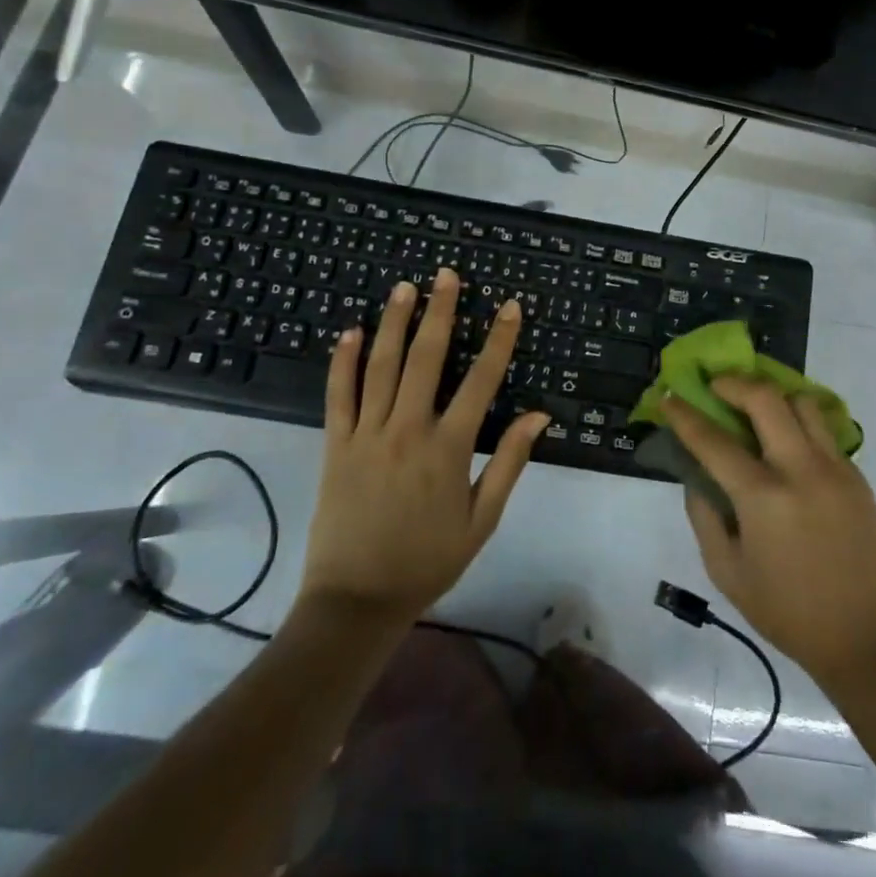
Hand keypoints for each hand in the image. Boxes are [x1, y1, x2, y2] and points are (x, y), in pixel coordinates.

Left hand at [299, 268, 547, 624]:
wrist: (356, 601)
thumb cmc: (428, 560)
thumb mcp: (482, 519)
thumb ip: (508, 462)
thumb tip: (539, 415)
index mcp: (449, 448)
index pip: (482, 380)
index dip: (498, 340)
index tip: (509, 306)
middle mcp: (408, 430)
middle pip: (426, 358)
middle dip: (439, 312)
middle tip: (445, 275)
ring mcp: (367, 434)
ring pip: (381, 366)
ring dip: (394, 323)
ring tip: (404, 287)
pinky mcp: (336, 445)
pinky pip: (338, 395)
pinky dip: (343, 362)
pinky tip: (350, 331)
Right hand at [661, 377, 875, 688]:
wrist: (863, 635)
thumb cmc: (785, 610)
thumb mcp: (726, 571)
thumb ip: (704, 515)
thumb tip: (695, 473)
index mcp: (763, 498)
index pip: (714, 441)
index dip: (685, 416)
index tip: (669, 398)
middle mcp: (801, 470)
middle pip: (766, 398)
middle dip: (733, 383)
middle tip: (716, 387)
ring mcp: (835, 467)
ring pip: (802, 401)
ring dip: (773, 396)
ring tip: (755, 408)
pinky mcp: (856, 474)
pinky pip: (823, 429)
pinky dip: (798, 422)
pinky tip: (786, 442)